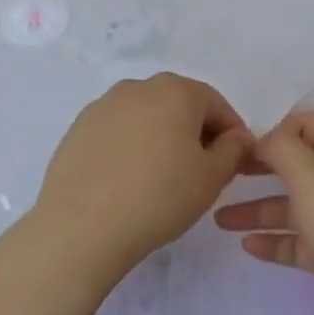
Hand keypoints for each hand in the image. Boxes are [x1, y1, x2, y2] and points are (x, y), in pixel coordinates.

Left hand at [34, 73, 252, 279]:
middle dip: (195, 134)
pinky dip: (130, 149)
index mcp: (174, 90)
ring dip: (161, 140)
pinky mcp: (77, 130)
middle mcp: (136, 88)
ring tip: (163, 179)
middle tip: (201, 172)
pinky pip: (117, 134)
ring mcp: (101, 107)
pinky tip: (129, 182)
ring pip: (145, 118)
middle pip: (178, 106)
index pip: (216, 105)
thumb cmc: (160, 197)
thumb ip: (233, 150)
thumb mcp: (212, 178)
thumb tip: (236, 137)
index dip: (231, 134)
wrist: (82, 226)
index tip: (235, 163)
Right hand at [214, 113, 313, 314]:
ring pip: (291, 208)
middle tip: (225, 174)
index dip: (275, 130)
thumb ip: (280, 147)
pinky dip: (272, 241)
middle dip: (260, 169)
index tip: (240, 144)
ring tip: (219, 219)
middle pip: (296, 166)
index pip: (308, 125)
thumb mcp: (308, 171)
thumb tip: (265, 138)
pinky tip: (246, 245)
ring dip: (256, 210)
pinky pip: (296, 241)